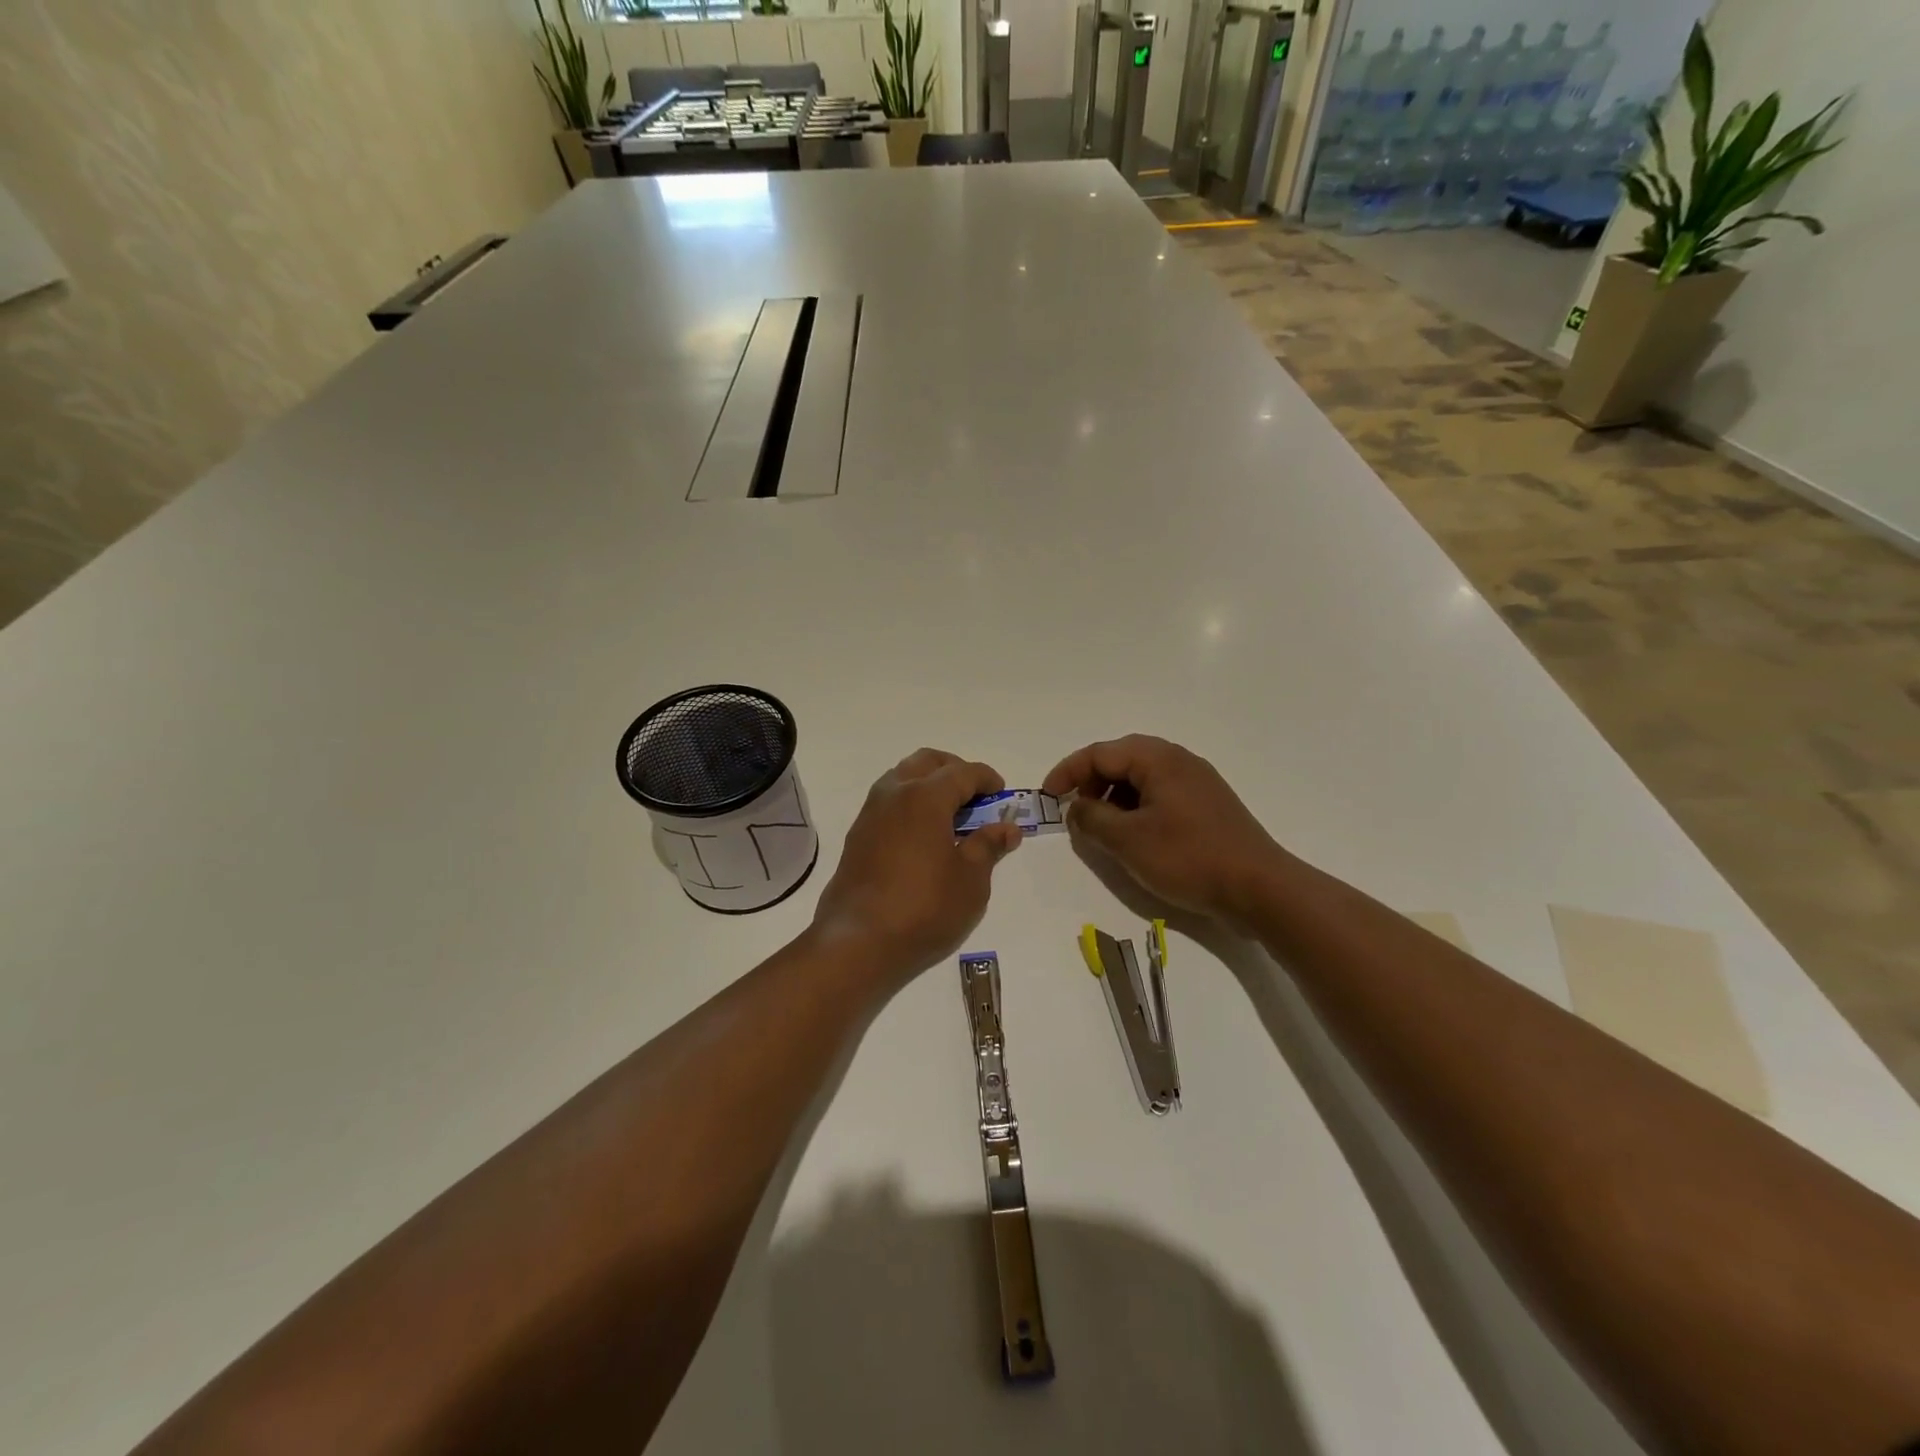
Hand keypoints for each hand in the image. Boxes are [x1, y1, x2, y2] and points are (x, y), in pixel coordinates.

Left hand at [811, 749, 1022, 989]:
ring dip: (928, 785)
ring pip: (902, 778)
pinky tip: (923, 836)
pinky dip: (910, 804)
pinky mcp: (857, 836)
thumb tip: (1007, 828)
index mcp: (925, 796)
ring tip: (951, 816)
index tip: (1001, 793)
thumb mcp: (970, 880)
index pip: (962, 772)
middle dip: (954, 770)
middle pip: (927, 762)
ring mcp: (870, 814)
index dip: (986, 779)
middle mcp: (893, 794)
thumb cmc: (924, 908)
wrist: (858, 942)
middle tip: (975, 796)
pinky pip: (888, 802)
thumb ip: (988, 846)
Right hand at [1042, 735, 1285, 927]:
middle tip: (1076, 811)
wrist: (1258, 887)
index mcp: (1158, 759)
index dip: (1068, 772)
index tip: (1048, 796)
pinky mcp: (1208, 806)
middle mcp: (1179, 761)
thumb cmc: (1188, 857)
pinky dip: (1137, 808)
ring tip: (1103, 828)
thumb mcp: (1127, 840)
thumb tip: (1077, 808)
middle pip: (1122, 759)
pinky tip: (1135, 836)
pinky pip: (1161, 795)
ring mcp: (1197, 782)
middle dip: (1092, 782)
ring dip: (1114, 797)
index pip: (1100, 753)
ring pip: (1142, 778)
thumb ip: (1092, 819)